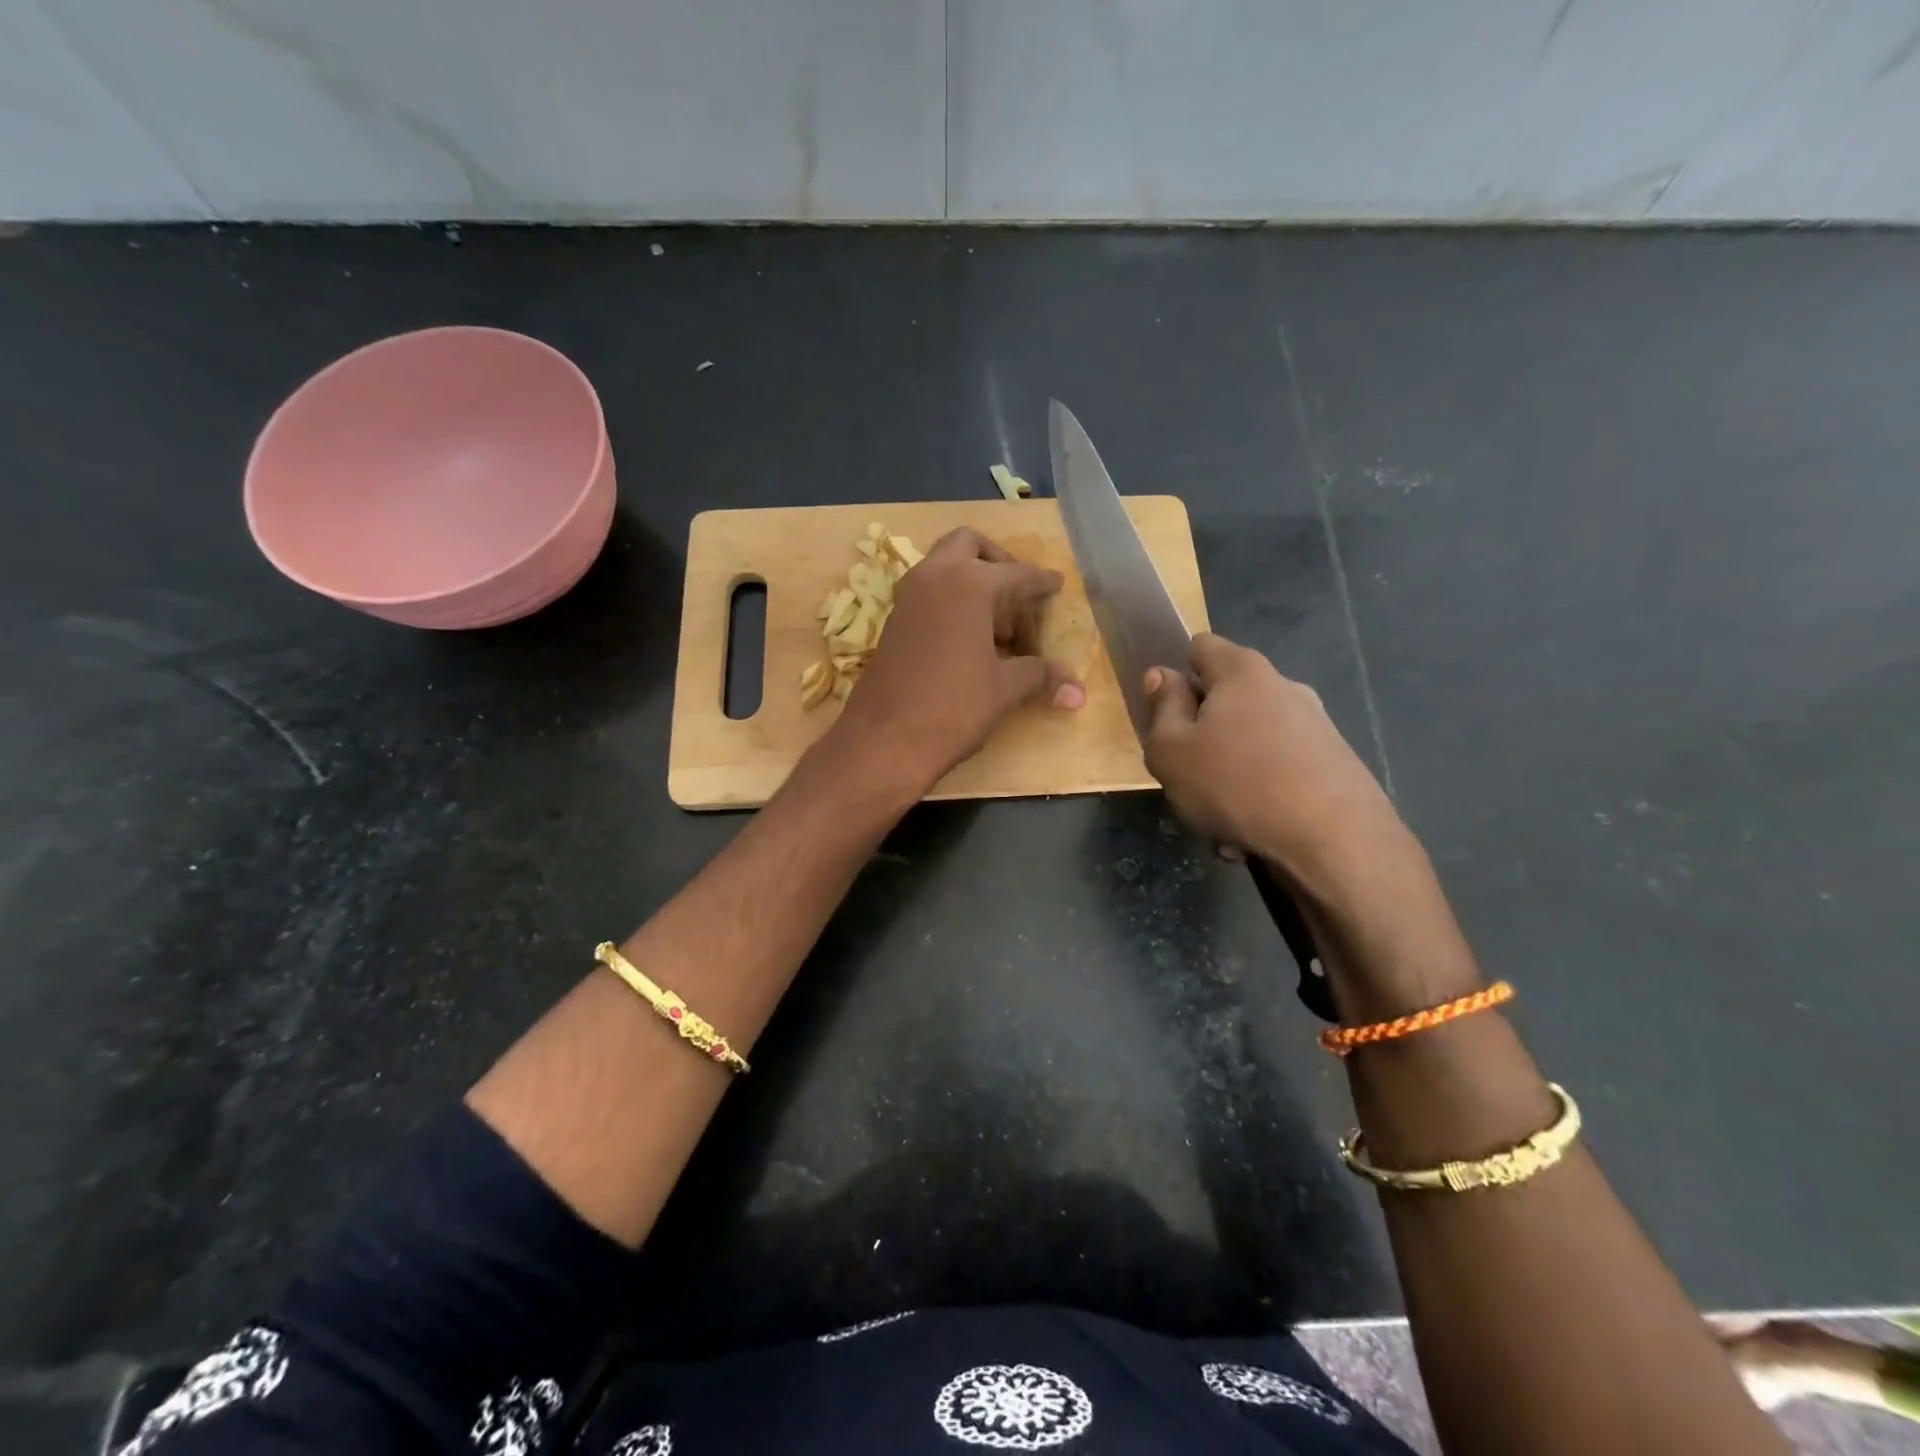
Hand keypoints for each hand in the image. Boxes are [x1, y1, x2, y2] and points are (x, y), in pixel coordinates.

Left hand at [832, 528, 1083, 792]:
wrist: (883, 740)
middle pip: (970, 546)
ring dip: (970, 581)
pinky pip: (927, 593)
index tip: (1056, 585)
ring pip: (943, 567)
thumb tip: (1077, 692)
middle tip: (1018, 594)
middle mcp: (934, 577)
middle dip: (997, 562)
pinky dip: (950, 601)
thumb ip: (1040, 677)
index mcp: (968, 583)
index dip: (1040, 582)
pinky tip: (968, 640)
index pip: (1016, 573)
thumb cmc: (953, 707)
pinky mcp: (892, 622)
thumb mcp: (1004, 689)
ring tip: (997, 625)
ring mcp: (907, 598)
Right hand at [1142, 633, 1403, 890]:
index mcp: (1242, 671)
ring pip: (1250, 741)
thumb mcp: (1171, 750)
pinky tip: (1250, 834)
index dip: (1176, 674)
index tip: (1165, 713)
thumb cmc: (1235, 784)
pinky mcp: (1335, 763)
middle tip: (1186, 773)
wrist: (1333, 842)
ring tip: (1218, 819)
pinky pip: (1279, 772)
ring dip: (1229, 773)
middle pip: (1227, 698)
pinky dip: (1260, 796)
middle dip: (1202, 732)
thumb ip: (1162, 708)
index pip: (1200, 646)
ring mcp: (1315, 725)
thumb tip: (1163, 675)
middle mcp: (1284, 686)